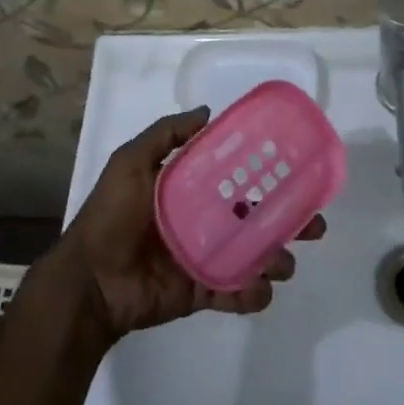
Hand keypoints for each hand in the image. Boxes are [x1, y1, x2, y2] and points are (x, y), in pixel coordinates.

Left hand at [55, 107, 326, 339]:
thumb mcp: (131, 163)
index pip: (234, 176)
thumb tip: (207, 111)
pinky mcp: (202, 292)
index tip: (294, 168)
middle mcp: (203, 220)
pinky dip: (254, 293)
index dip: (263, 172)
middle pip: (255, 217)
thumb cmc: (111, 216)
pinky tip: (260, 288)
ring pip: (254, 256)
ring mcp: (205, 258)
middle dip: (287, 220)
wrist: (90, 281)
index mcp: (189, 189)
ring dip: (276, 258)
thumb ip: (166, 135)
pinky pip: (236, 292)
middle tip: (313, 224)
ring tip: (283, 260)